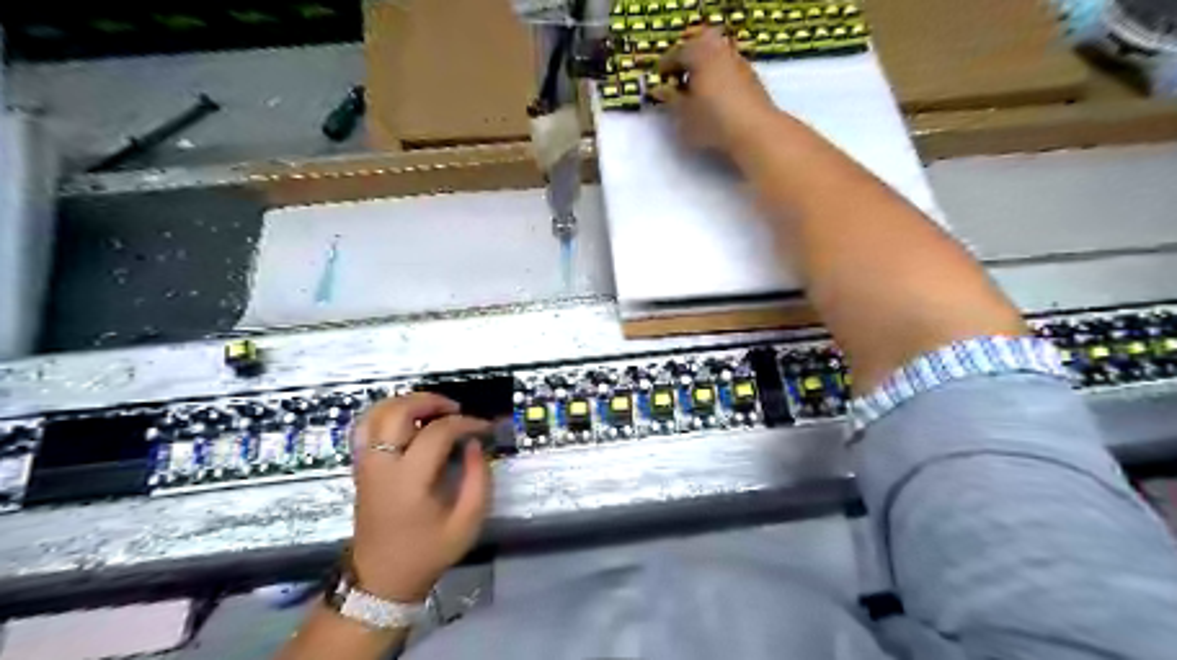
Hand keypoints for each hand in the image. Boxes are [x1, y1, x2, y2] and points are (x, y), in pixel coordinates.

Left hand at [351, 392, 493, 602]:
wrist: (381, 580)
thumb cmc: (427, 552)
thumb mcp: (467, 523)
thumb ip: (478, 479)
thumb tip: (475, 444)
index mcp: (409, 481)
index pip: (437, 433)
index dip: (465, 423)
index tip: (484, 428)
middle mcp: (382, 466)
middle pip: (398, 412)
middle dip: (430, 402)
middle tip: (455, 409)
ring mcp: (366, 464)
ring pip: (377, 413)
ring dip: (407, 403)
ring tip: (433, 411)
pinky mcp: (361, 467)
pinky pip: (366, 426)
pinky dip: (387, 413)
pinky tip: (408, 421)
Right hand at [654, 27, 779, 154]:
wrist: (755, 131)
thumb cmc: (713, 121)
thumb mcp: (683, 115)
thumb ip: (670, 100)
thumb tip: (660, 91)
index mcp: (700, 54)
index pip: (677, 53)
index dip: (665, 66)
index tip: (658, 78)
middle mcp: (720, 51)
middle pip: (699, 48)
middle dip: (687, 61)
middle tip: (677, 78)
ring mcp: (738, 62)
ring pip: (716, 58)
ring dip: (704, 69)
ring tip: (695, 90)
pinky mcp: (751, 77)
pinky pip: (728, 70)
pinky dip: (717, 77)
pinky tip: (714, 97)